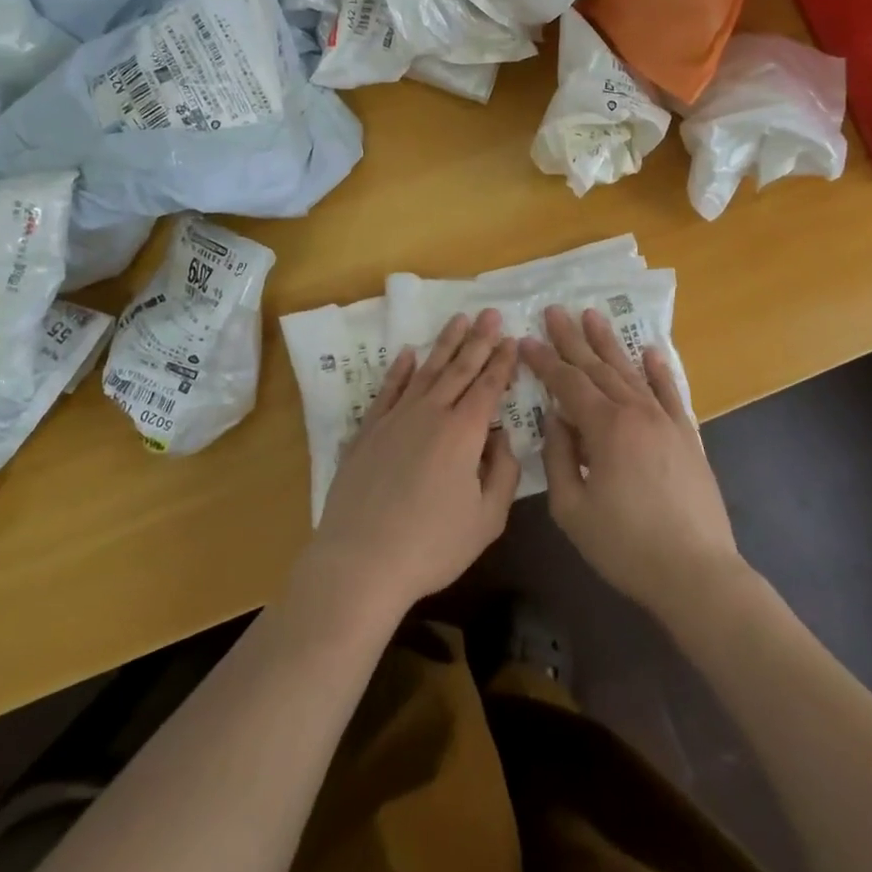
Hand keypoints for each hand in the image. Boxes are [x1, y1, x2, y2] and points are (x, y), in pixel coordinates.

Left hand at [304, 309, 521, 626]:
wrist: (361, 560)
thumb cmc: (432, 546)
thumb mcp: (487, 520)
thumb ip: (502, 472)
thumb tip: (501, 436)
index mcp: (463, 432)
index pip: (488, 386)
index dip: (501, 361)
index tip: (511, 337)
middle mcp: (430, 413)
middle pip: (459, 368)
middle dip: (478, 339)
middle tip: (490, 312)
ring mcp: (395, 418)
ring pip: (426, 371)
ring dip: (444, 344)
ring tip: (458, 320)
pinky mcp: (369, 430)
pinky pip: (388, 390)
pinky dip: (399, 370)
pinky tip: (407, 353)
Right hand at [520, 306, 743, 623]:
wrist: (697, 573)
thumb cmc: (626, 546)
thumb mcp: (572, 509)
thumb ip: (558, 457)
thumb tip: (556, 419)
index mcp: (605, 427)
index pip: (568, 383)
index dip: (544, 361)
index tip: (525, 340)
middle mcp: (636, 412)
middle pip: (598, 367)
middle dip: (573, 338)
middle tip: (555, 310)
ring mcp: (665, 421)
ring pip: (631, 372)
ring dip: (610, 344)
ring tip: (593, 316)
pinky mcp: (687, 436)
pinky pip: (671, 393)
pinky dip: (659, 370)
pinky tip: (651, 350)